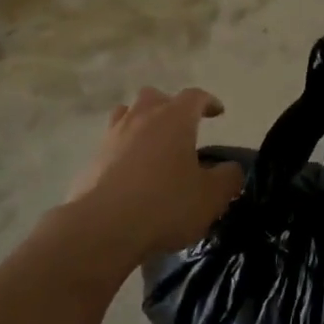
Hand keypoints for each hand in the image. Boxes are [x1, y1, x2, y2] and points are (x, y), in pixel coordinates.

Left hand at [64, 87, 243, 269]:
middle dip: (170, 107)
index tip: (218, 113)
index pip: (195, 96)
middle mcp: (142, 116)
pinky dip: (123, 149)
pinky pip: (112, 142)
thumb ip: (228, 178)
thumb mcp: (211, 197)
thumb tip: (231, 168)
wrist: (102, 227)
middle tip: (181, 128)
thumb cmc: (165, 205)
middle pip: (156, 97)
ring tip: (152, 144)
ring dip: (141, 122)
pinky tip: (130, 172)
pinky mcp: (92, 158)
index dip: (208, 102)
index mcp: (175, 118)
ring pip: (128, 114)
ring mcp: (113, 135)